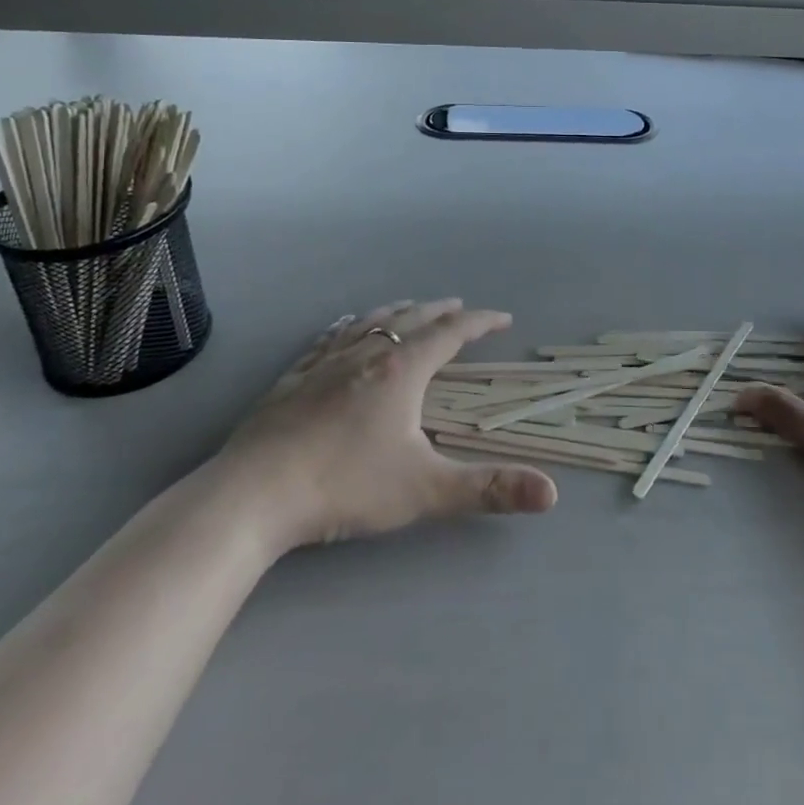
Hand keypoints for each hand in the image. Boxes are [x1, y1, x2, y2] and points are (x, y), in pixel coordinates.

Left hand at [213, 299, 557, 556]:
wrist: (251, 496)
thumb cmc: (344, 486)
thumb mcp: (425, 490)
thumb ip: (489, 489)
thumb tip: (552, 492)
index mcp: (402, 370)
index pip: (451, 334)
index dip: (481, 323)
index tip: (503, 318)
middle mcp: (367, 354)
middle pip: (412, 319)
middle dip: (441, 311)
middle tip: (460, 308)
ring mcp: (325, 363)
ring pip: (370, 323)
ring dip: (398, 312)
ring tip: (410, 309)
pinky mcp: (292, 379)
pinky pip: (329, 338)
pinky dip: (349, 327)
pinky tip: (343, 329)